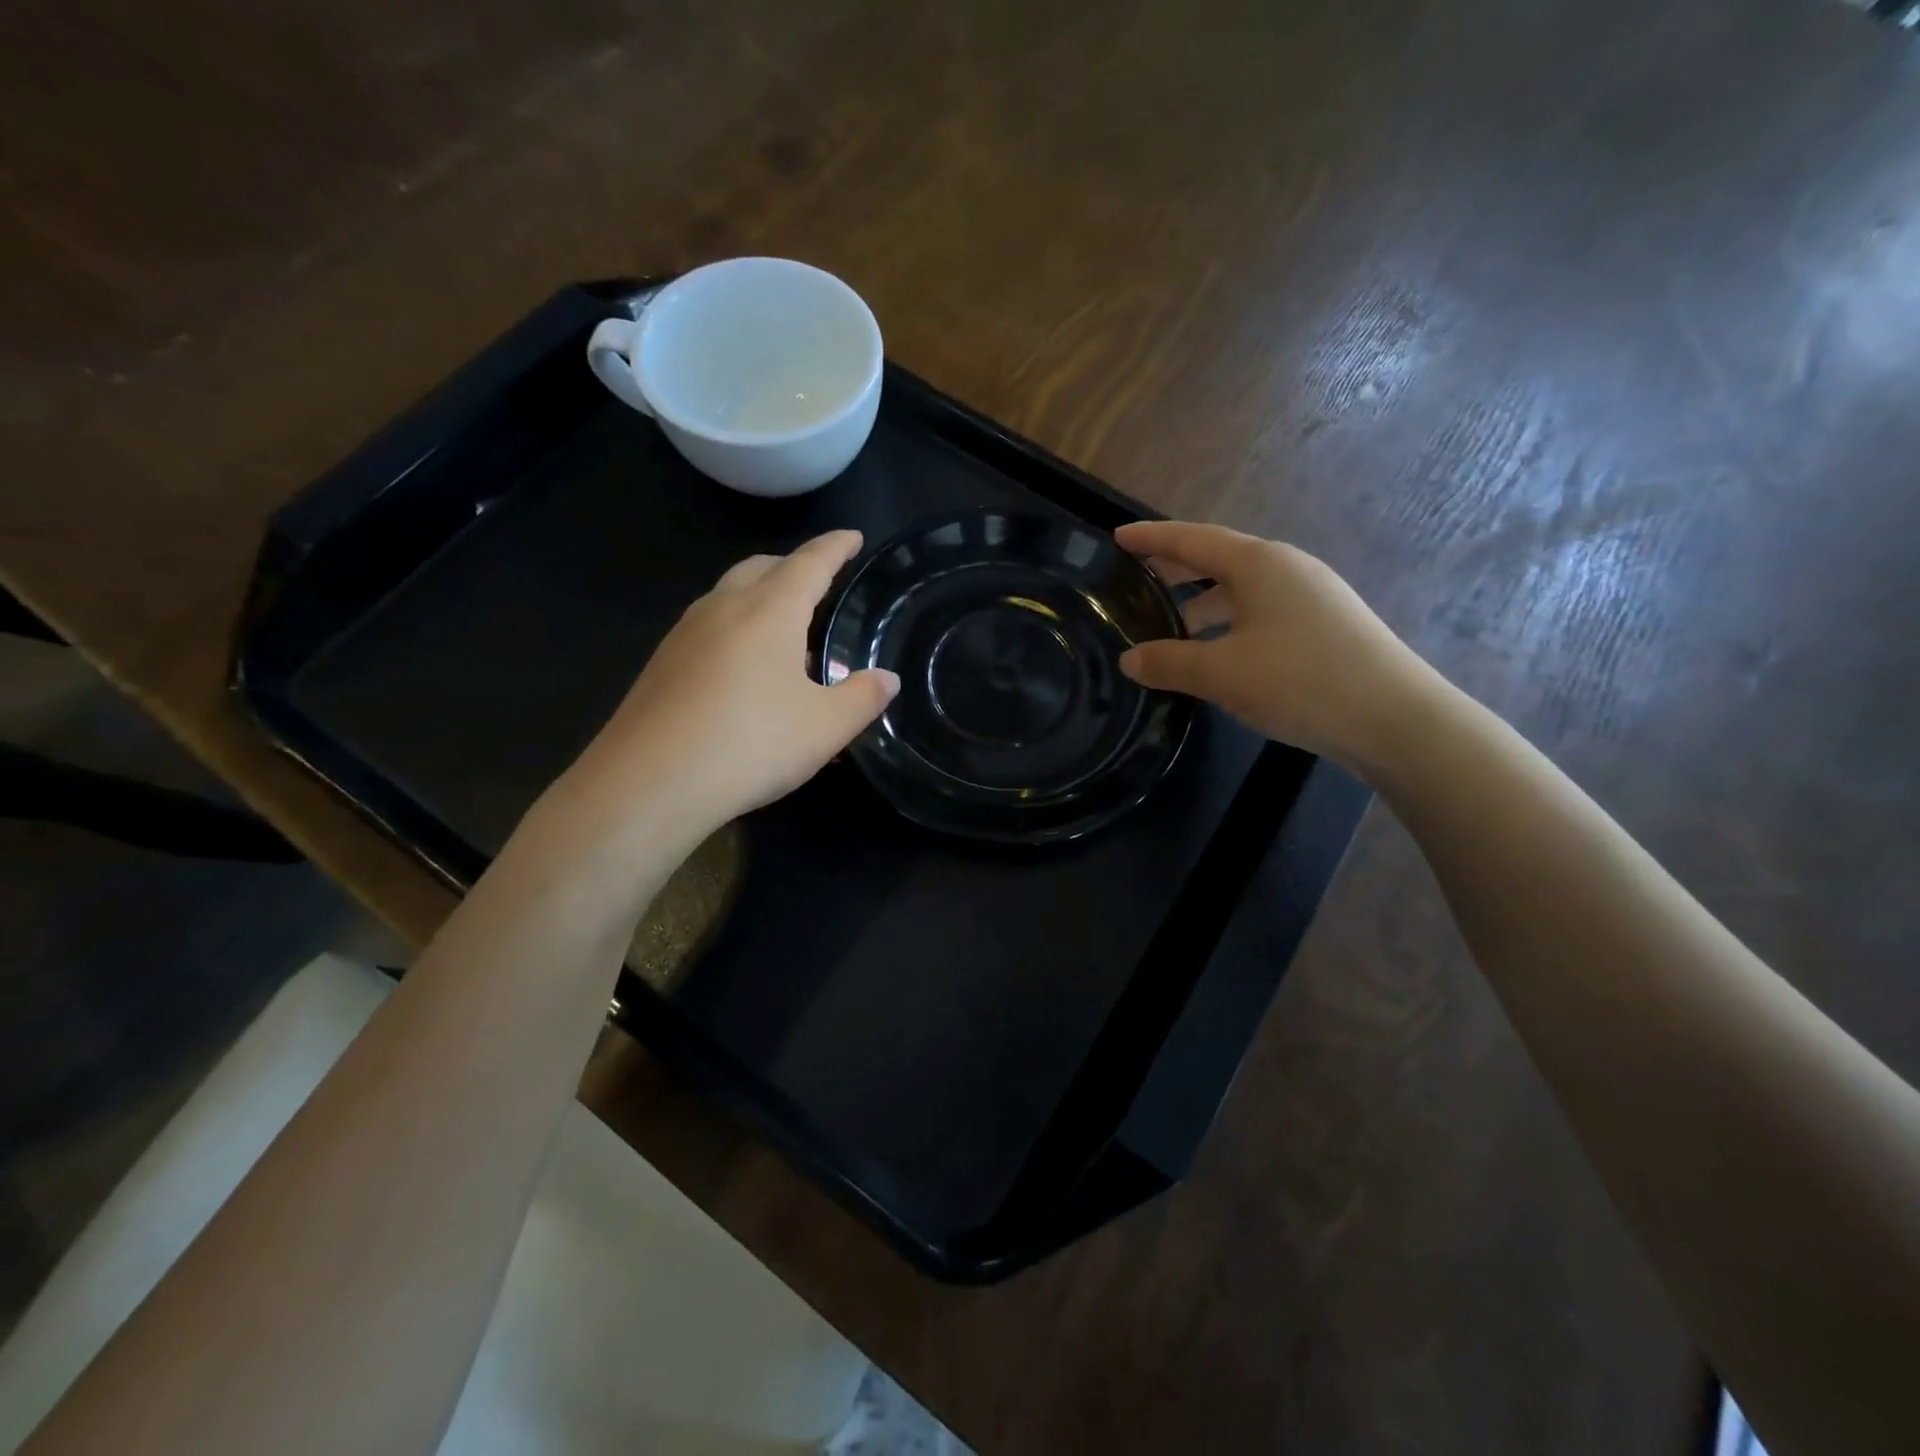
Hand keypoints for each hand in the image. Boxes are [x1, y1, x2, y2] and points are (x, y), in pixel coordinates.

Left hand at [562, 530, 897, 841]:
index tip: (853, 537)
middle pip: (762, 567)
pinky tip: (743, 668)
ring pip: (729, 594)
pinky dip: (735, 627)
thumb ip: (862, 698)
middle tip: (820, 581)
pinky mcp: (661, 664)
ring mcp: (684, 634)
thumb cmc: (751, 745)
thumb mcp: (825, 727)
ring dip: (760, 595)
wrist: (648, 784)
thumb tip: (887, 679)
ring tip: (784, 627)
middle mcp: (723, 608)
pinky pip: (708, 626)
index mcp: (769, 611)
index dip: (835, 547)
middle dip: (793, 565)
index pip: (810, 562)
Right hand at [1115, 520, 1440, 769]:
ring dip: (1204, 601)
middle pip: (1218, 558)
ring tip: (1172, 625)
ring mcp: (1312, 595)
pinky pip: (1263, 610)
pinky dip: (1230, 621)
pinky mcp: (1326, 624)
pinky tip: (1220, 652)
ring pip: (1243, 588)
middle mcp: (1287, 568)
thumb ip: (1169, 663)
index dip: (1151, 538)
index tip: (1118, 537)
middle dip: (1176, 568)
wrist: (1395, 719)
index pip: (1192, 539)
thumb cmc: (1299, 681)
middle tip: (1137, 579)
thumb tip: (1130, 660)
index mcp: (1258, 564)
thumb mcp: (1221, 674)